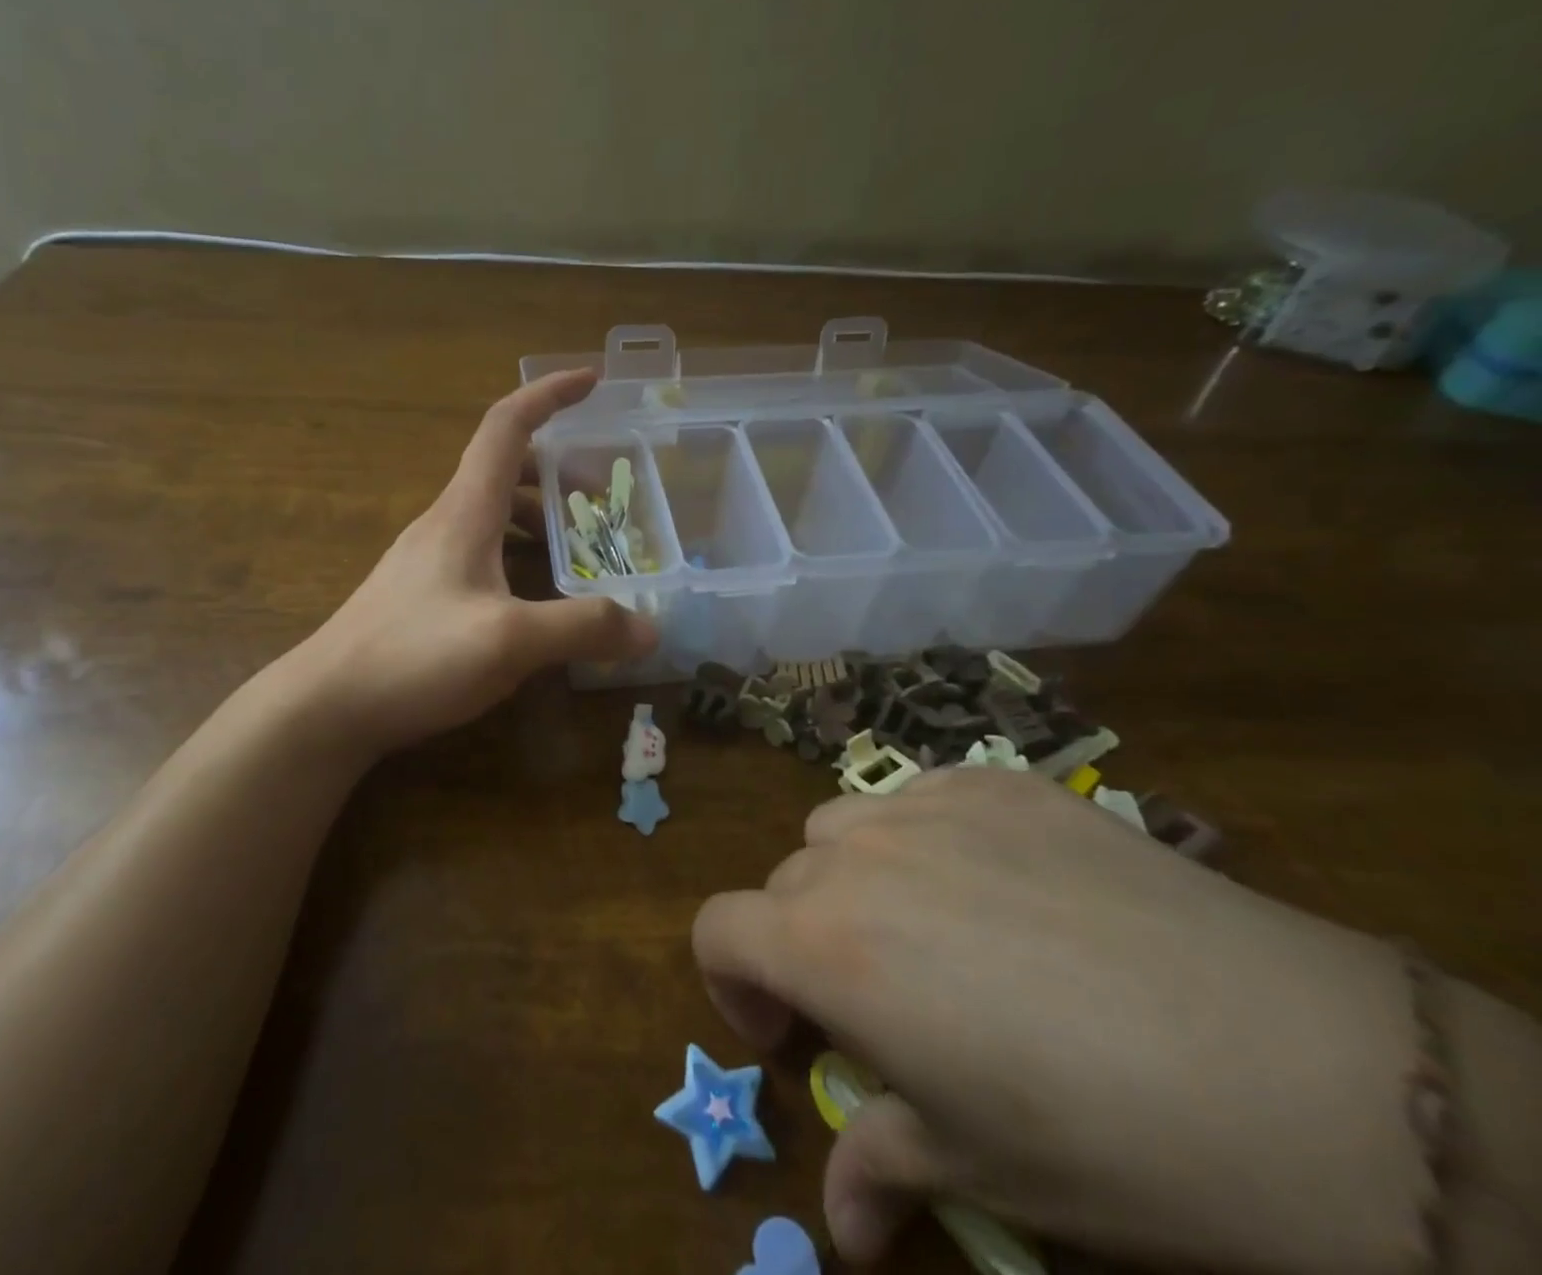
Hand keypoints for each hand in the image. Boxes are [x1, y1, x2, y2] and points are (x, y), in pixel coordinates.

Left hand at [303, 369, 657, 757]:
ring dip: (538, 518)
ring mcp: (428, 559)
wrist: (326, 706)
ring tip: (578, 551)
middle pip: (505, 469)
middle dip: (557, 471)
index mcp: (466, 511)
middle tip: (602, 498)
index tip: (592, 380)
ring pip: (493, 514)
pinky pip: (481, 552)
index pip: (507, 426)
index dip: (549, 394)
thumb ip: (583, 628)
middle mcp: (445, 523)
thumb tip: (650, 629)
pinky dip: (517, 555)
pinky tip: (534, 599)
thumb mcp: (509, 641)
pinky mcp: (422, 593)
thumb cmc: (413, 657)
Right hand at [693, 769, 1430, 1273]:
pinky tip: (1002, 885)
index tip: (786, 1034)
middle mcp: (858, 856)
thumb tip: (843, 1230)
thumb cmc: (1106, 1139)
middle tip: (875, 1000)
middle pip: (786, 879)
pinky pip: (924, 796)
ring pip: (844, 827)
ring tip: (928, 931)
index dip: (731, 985)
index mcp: (827, 943)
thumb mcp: (978, 1169)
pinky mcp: (998, 780)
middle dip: (805, 939)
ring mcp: (929, 803)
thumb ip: (880, 1169)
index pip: (717, 929)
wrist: (1292, 1065)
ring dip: (855, 878)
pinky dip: (929, 836)